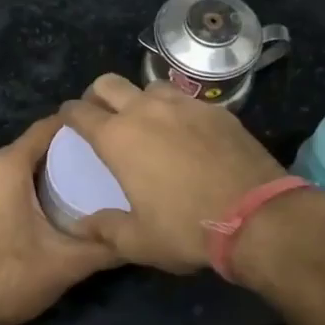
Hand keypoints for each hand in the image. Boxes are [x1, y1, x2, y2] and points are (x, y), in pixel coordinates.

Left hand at [0, 113, 117, 324]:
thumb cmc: (8, 280)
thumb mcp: (66, 264)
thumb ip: (106, 246)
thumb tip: (140, 235)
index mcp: (5, 166)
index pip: (47, 129)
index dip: (77, 129)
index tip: (104, 136)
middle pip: (27, 149)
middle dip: (59, 157)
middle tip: (93, 171)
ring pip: (7, 168)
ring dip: (34, 176)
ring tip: (68, 192)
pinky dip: (11, 190)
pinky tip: (31, 213)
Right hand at [58, 74, 285, 272]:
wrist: (257, 216)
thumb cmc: (186, 228)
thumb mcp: (138, 241)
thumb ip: (104, 229)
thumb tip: (82, 226)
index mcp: (118, 138)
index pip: (79, 112)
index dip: (68, 114)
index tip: (68, 122)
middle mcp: (147, 111)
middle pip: (109, 83)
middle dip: (98, 95)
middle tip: (102, 117)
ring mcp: (185, 105)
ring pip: (150, 85)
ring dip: (140, 98)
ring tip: (146, 122)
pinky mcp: (217, 110)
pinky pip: (186, 99)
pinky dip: (176, 109)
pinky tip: (185, 132)